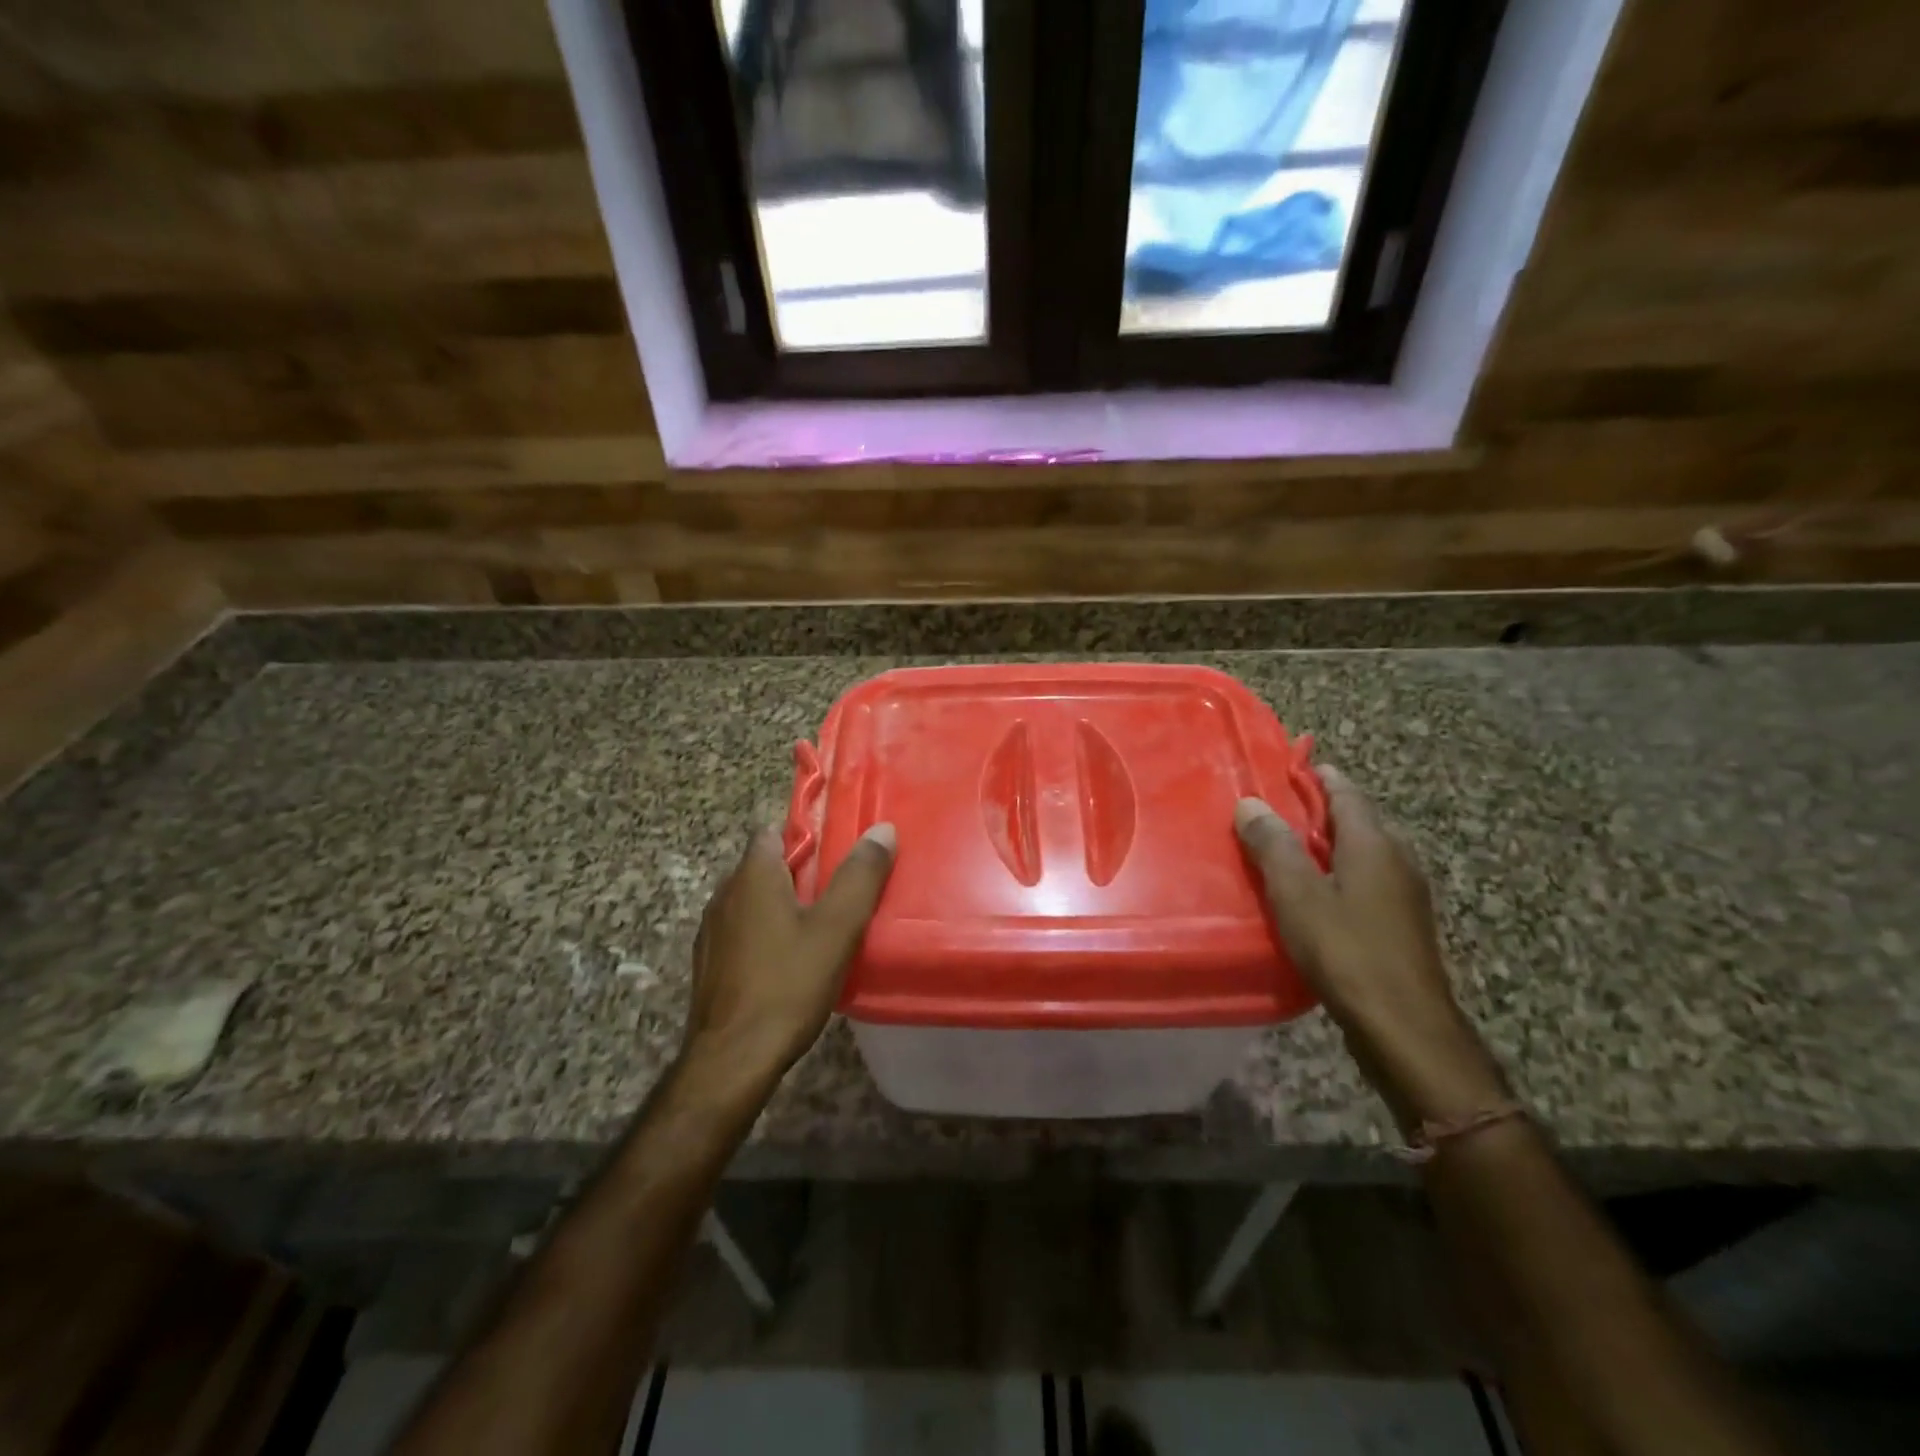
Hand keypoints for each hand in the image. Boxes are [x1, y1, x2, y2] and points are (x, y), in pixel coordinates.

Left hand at [682, 823, 896, 1086]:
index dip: (808, 834)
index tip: (841, 850)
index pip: (775, 831)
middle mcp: (725, 894)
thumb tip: (882, 829)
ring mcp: (712, 931)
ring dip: (785, 904)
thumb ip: (860, 876)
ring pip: (754, 901)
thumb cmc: (787, 985)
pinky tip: (792, 961)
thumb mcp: (837, 928)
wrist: (731, 1061)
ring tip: (823, 925)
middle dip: (803, 872)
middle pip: (766, 866)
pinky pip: (744, 931)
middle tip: (842, 890)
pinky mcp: (710, 964)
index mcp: (752, 875)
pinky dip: (768, 933)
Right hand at [1235, 768, 1505, 1133]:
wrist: (1403, 1025)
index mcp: (1374, 842)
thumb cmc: (1345, 949)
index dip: (1318, 776)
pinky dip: (1340, 873)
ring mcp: (1406, 893)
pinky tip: (1317, 895)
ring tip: (1290, 851)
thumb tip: (1250, 803)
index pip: (1346, 792)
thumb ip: (1272, 845)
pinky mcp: (1403, 923)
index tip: (1289, 767)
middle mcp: (1398, 858)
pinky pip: (1368, 880)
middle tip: (1279, 811)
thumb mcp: (1296, 893)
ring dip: (1330, 844)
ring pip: (1364, 852)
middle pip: (1358, 819)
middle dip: (1321, 810)